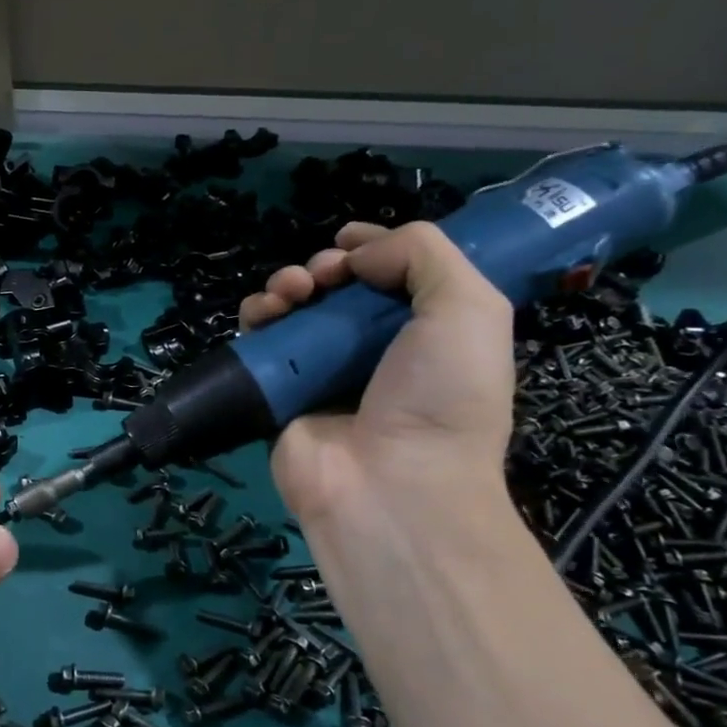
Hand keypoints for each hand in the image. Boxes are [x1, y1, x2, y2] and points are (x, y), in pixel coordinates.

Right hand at [240, 221, 514, 526]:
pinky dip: (257, 315)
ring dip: (287, 283)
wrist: (390, 484)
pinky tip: (266, 312)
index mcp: (426, 332)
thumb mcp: (469, 309)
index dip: (371, 248)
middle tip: (325, 274)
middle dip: (326, 265)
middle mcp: (372, 350)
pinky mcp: (277, 390)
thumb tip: (357, 255)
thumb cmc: (442, 396)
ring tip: (292, 291)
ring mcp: (321, 371)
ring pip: (293, 308)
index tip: (351, 241)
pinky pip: (259, 341)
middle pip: (337, 287)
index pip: (392, 274)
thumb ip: (424, 254)